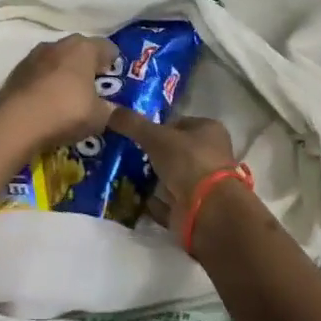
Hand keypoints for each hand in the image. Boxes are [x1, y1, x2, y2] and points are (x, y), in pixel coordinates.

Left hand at [0, 34, 120, 150]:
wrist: (15, 123)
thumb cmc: (66, 112)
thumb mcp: (99, 118)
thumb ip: (111, 111)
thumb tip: (113, 111)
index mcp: (84, 48)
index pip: (108, 47)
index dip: (113, 64)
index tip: (115, 82)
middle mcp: (59, 44)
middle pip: (80, 51)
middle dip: (88, 67)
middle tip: (93, 90)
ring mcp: (34, 55)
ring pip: (57, 60)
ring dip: (64, 74)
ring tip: (68, 99)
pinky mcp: (16, 71)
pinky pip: (39, 73)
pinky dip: (45, 84)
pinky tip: (46, 104)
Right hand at [107, 109, 237, 224]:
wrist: (206, 210)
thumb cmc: (188, 162)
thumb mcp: (156, 136)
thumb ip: (133, 123)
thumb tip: (110, 110)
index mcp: (209, 130)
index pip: (179, 123)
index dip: (157, 127)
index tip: (135, 134)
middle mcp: (210, 155)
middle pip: (175, 151)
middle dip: (152, 154)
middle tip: (126, 155)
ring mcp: (203, 184)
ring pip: (171, 176)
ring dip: (152, 178)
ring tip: (124, 175)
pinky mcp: (194, 207)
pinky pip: (168, 201)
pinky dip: (153, 201)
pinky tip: (134, 198)